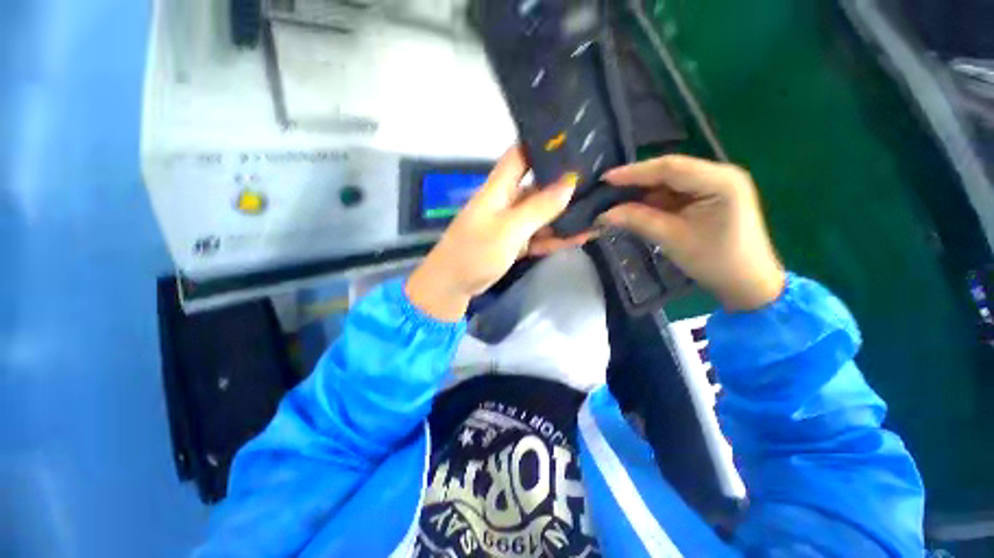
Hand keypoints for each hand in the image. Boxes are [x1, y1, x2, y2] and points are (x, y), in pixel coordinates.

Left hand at [406, 146, 591, 320]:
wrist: (454, 285)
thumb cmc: (476, 252)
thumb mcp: (508, 229)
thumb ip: (538, 208)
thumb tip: (569, 183)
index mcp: (499, 188)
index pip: (521, 155)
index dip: (543, 146)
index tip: (574, 142)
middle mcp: (507, 201)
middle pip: (538, 186)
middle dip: (564, 185)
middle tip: (600, 181)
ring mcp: (511, 224)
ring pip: (542, 214)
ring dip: (565, 216)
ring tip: (599, 211)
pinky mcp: (515, 243)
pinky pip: (539, 236)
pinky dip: (556, 237)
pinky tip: (581, 236)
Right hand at [601, 155, 785, 310]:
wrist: (747, 284)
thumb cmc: (715, 262)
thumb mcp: (673, 239)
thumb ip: (638, 220)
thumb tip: (604, 214)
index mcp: (720, 181)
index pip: (670, 168)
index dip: (635, 172)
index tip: (606, 179)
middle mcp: (719, 175)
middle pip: (670, 172)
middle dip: (637, 181)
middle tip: (607, 189)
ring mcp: (715, 185)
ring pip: (669, 183)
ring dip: (643, 192)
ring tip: (615, 200)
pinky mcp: (709, 198)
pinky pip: (675, 194)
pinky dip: (654, 201)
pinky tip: (635, 208)